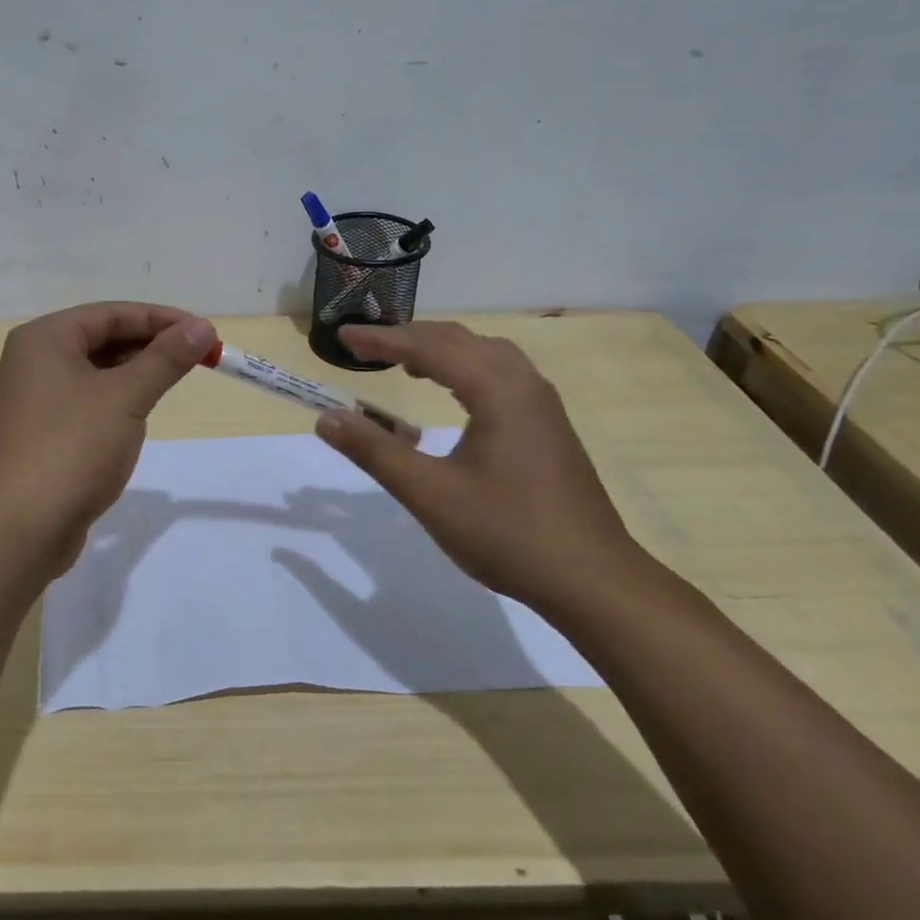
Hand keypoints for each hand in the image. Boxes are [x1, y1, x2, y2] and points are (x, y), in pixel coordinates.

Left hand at [0, 302, 216, 574]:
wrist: (20, 531)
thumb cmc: (72, 448)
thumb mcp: (126, 397)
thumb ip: (166, 358)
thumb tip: (201, 327)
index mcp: (43, 340)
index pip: (110, 313)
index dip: (160, 319)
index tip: (203, 331)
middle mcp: (31, 363)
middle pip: (100, 340)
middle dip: (149, 346)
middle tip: (197, 357)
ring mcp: (31, 403)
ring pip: (93, 374)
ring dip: (134, 374)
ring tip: (173, 382)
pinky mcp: (38, 438)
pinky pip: (84, 404)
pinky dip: (114, 402)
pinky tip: (138, 418)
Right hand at [312, 322, 649, 612]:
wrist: (593, 581)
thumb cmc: (507, 533)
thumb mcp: (429, 494)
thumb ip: (375, 451)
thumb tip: (326, 418)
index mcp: (498, 390)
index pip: (430, 348)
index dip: (382, 340)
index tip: (343, 338)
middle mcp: (524, 384)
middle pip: (459, 340)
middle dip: (409, 338)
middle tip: (365, 347)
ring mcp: (542, 405)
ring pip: (484, 354)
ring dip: (440, 350)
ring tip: (405, 363)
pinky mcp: (548, 426)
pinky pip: (500, 374)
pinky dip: (465, 368)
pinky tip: (453, 394)